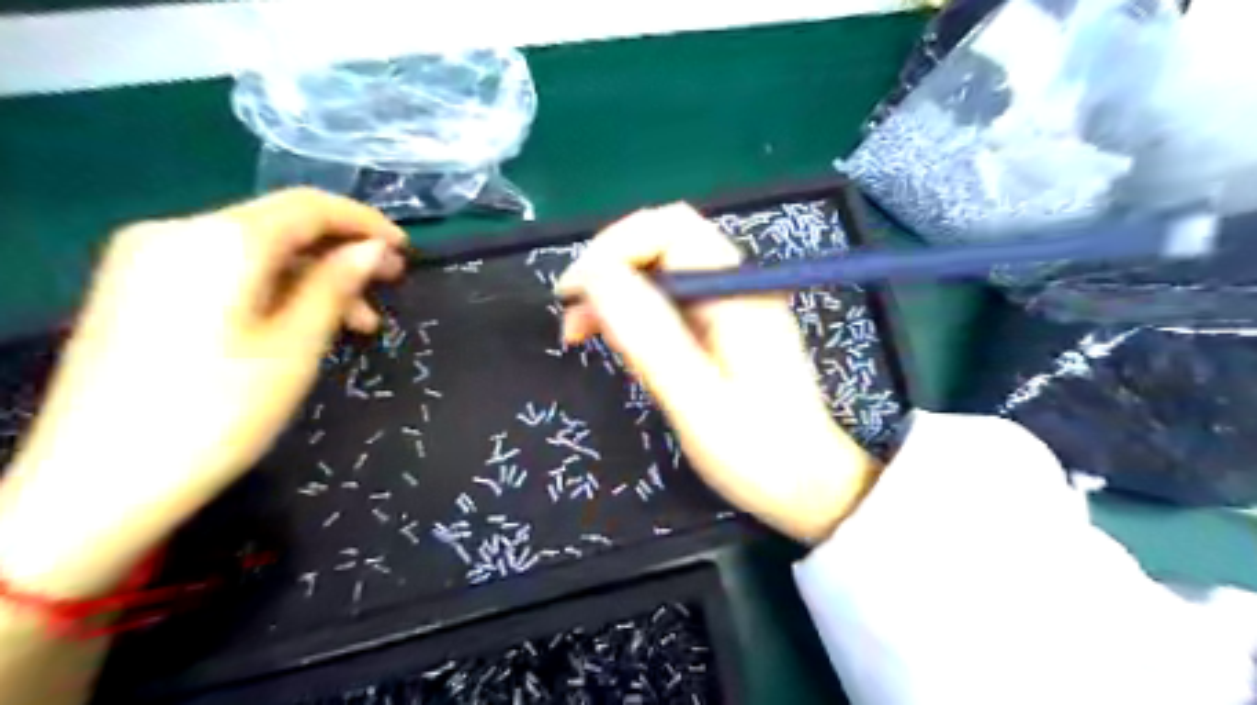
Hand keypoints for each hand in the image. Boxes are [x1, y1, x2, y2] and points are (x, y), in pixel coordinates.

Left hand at [1, 185, 403, 593]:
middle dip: (340, 254)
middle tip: (387, 288)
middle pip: (279, 226)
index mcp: (220, 240)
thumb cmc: (217, 412)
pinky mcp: (136, 288)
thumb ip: (336, 286)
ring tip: (354, 324)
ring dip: (311, 277)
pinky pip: (223, 270)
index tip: (405, 250)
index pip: (308, 206)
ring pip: (254, 251)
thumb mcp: (295, 347)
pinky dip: (273, 288)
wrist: (97, 483)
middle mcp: (177, 232)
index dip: (364, 222)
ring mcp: (148, 259)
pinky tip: (299, 324)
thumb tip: (373, 250)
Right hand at [559, 204, 882, 544]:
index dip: (613, 247)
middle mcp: (736, 285)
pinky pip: (670, 302)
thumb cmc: (758, 452)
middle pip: (663, 243)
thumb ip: (650, 337)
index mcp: (736, 291)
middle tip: (572, 317)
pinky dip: (635, 315)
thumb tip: (596, 278)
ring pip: (662, 272)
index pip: (669, 228)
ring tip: (580, 333)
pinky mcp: (724, 328)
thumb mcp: (697, 401)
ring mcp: (731, 306)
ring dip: (616, 293)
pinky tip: (619, 345)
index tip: (573, 293)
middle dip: (610, 269)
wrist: (810, 486)